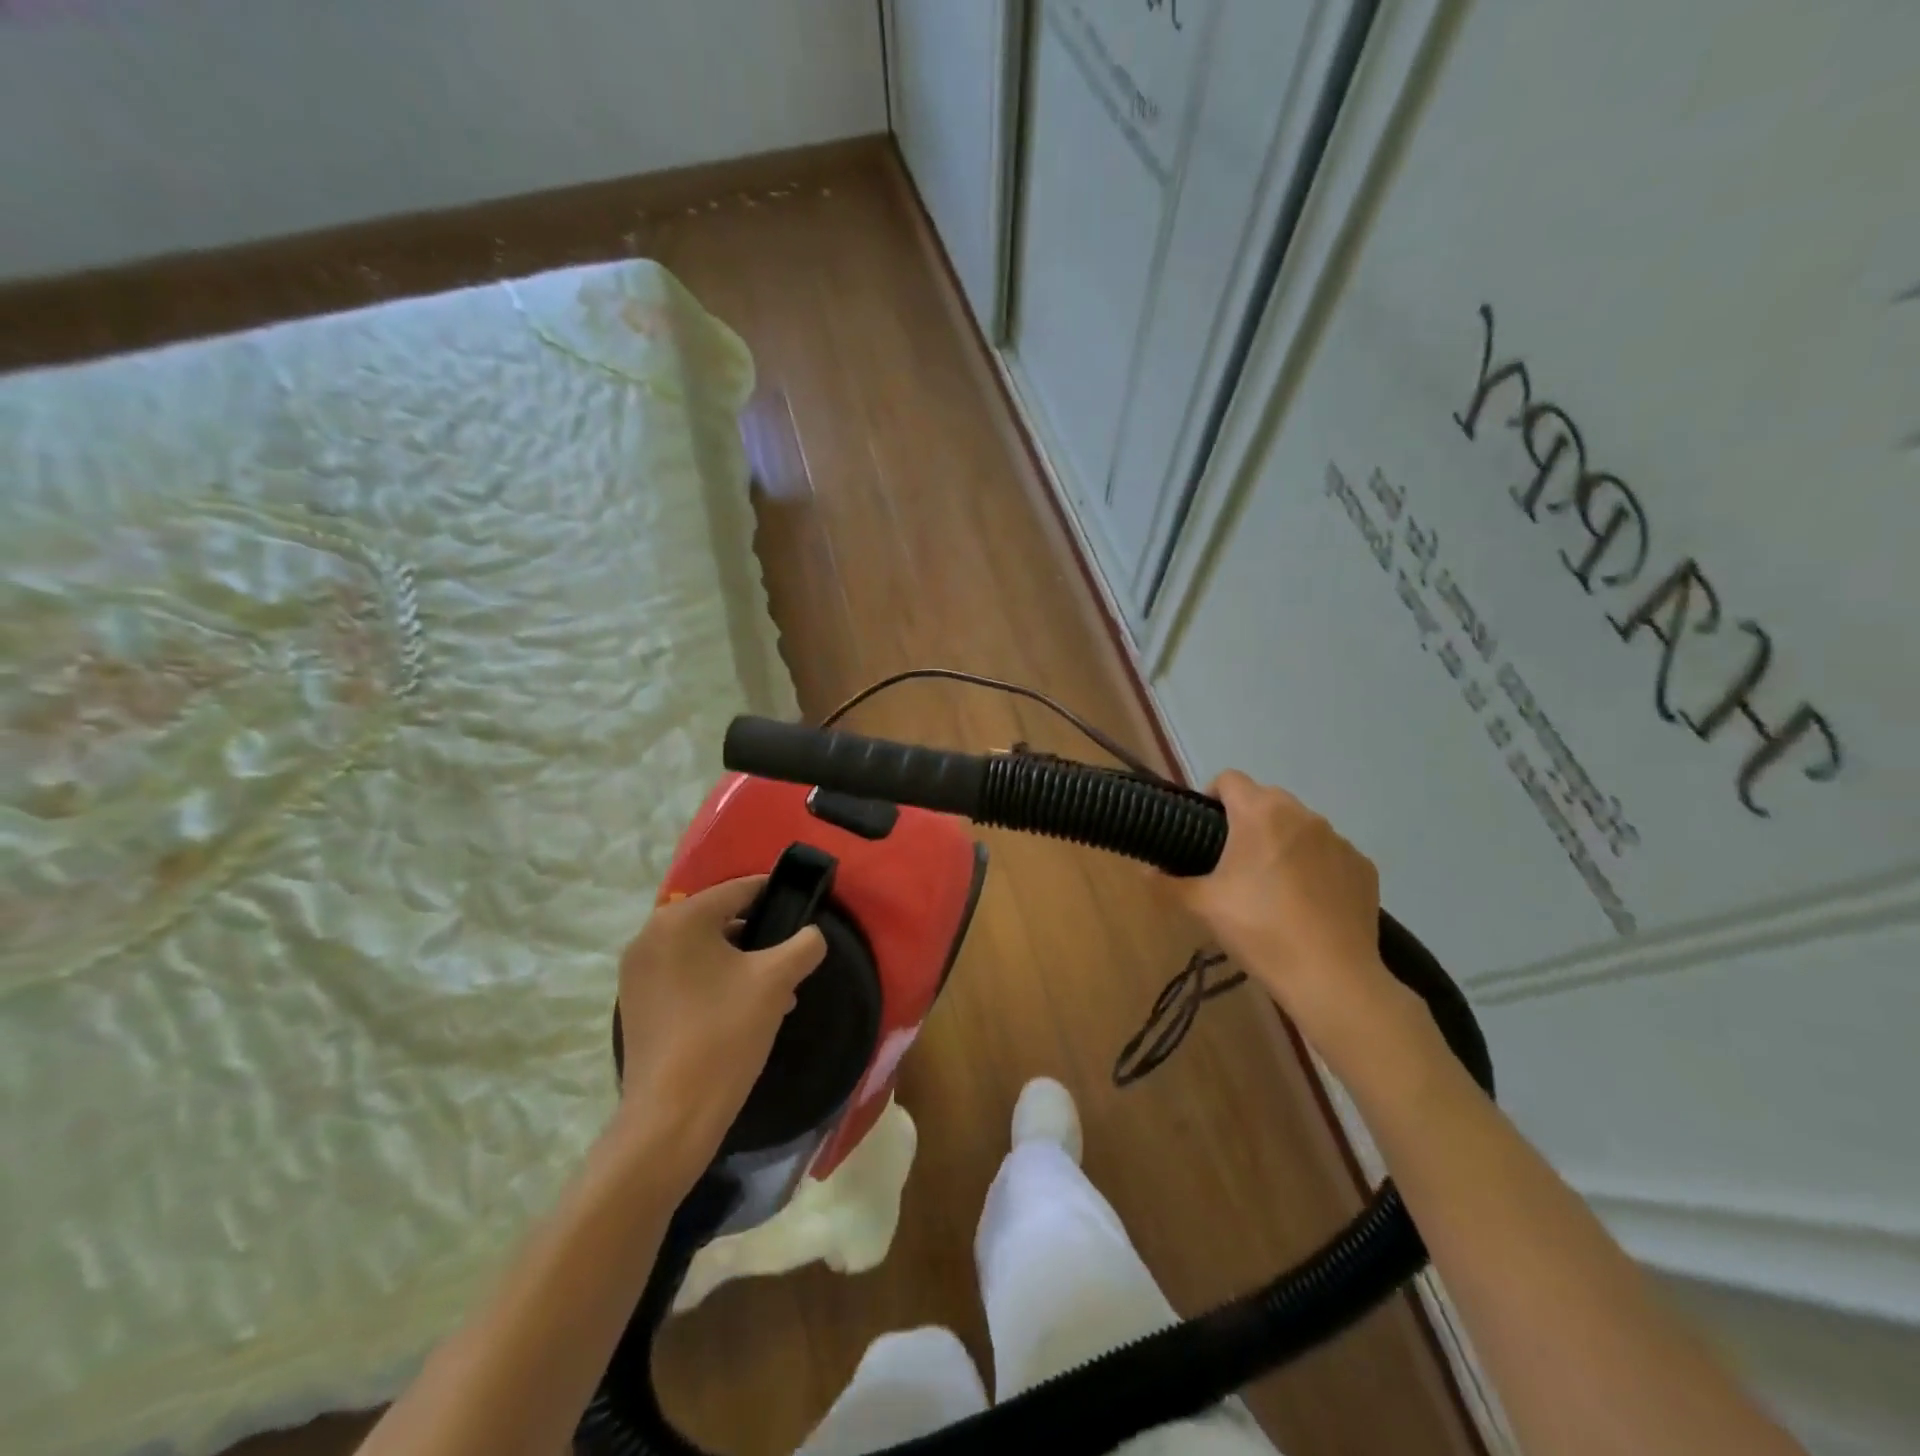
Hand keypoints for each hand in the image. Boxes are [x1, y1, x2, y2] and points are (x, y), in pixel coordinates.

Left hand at [611, 877, 826, 1174]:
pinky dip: (714, 980)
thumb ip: (804, 945)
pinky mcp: (636, 1001)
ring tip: (776, 990)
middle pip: (720, 918)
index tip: (805, 912)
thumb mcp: (776, 982)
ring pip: (703, 949)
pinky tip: (744, 1009)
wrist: (671, 1116)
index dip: (777, 897)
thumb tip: (812, 935)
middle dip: (759, 936)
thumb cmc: (725, 1034)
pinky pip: (685, 973)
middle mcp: (650, 935)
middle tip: (790, 959)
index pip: (740, 889)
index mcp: (681, 919)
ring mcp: (637, 971)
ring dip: (739, 961)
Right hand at [1167, 771, 1401, 1054]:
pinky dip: (1314, 866)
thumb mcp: (1203, 907)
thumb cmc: (1260, 930)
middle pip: (1266, 799)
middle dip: (1247, 820)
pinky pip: (1329, 853)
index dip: (1210, 796)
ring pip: (1300, 826)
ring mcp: (1339, 840)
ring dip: (1282, 841)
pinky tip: (1307, 902)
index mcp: (1260, 814)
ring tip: (1272, 884)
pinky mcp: (1363, 866)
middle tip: (1232, 861)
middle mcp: (1302, 815)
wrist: (1331, 977)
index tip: (1203, 830)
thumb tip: (1145, 873)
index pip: (1229, 779)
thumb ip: (1168, 884)